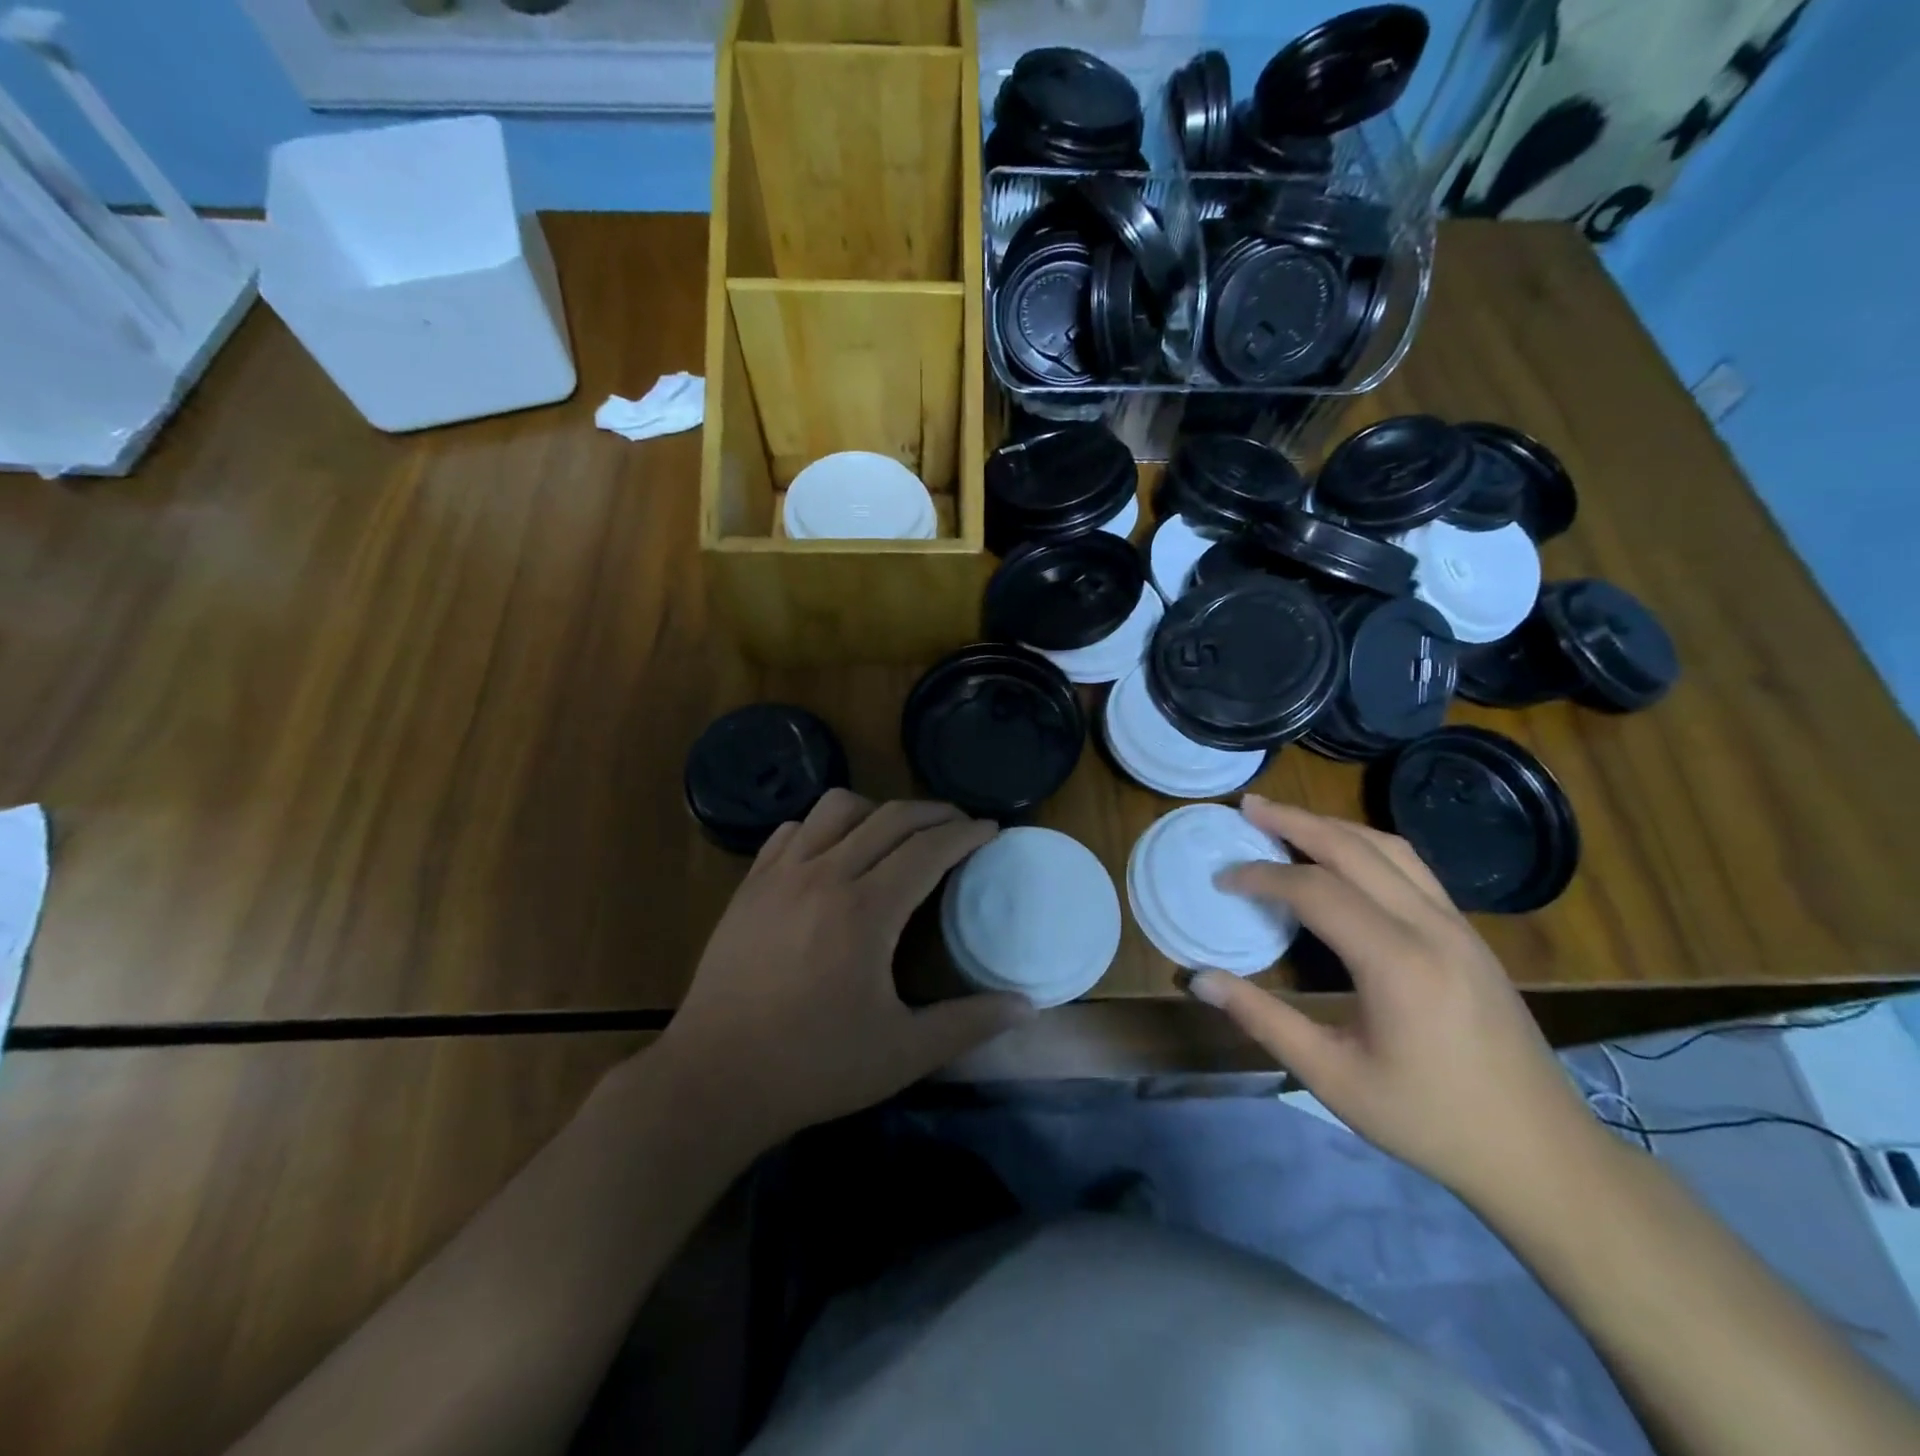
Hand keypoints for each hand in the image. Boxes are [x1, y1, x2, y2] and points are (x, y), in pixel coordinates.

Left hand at [658, 790, 1034, 1146]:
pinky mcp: (750, 885)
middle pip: (890, 817)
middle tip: (960, 825)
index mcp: (866, 910)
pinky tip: (833, 854)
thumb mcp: (903, 1053)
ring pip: (837, 808)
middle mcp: (824, 875)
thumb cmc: (813, 1067)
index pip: (929, 848)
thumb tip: (1027, 1006)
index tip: (991, 829)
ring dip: (877, 811)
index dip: (966, 834)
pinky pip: (793, 830)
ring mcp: (781, 875)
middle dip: (934, 812)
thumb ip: (969, 1024)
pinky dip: (824, 827)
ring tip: (897, 835)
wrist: (713, 1080)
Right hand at [1187, 796, 1602, 1204]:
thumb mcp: (1333, 1077)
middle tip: (1248, 806)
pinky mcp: (1468, 935)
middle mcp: (1431, 927)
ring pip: (1391, 848)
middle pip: (1355, 849)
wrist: (1542, 1154)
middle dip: (1296, 822)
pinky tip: (1344, 857)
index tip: (1222, 879)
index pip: (1316, 890)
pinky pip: (1413, 868)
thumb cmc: (1430, 1121)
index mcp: (1397, 962)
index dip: (1262, 875)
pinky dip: (1366, 846)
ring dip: (1334, 827)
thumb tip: (1198, 980)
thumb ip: (1263, 1020)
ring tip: (1288, 819)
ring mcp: (1458, 926)